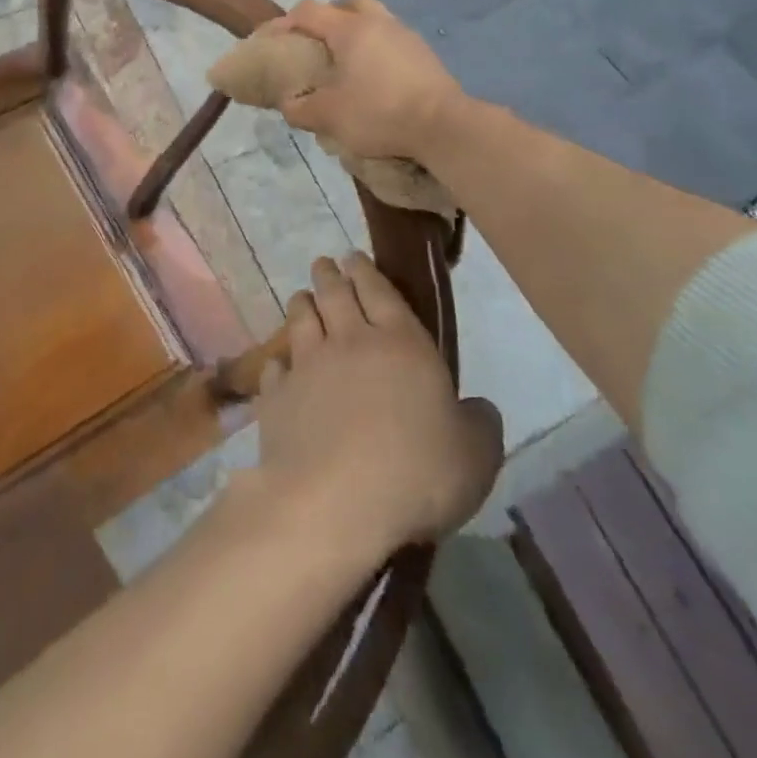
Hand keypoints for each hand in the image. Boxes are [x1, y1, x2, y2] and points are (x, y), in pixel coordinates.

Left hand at [252, 253, 502, 564]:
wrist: (335, 499)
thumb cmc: (416, 472)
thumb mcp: (475, 456)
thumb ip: (479, 425)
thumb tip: (478, 407)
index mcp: (401, 343)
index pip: (379, 291)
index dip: (366, 271)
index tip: (354, 258)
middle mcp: (349, 341)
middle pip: (334, 294)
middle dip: (329, 275)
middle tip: (325, 265)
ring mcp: (308, 365)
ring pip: (301, 320)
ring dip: (302, 304)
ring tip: (302, 297)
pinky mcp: (277, 395)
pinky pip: (277, 368)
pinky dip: (280, 362)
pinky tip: (281, 365)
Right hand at [271, 0, 467, 165]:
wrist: (445, 127)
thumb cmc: (379, 113)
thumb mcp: (328, 116)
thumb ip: (300, 108)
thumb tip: (289, 103)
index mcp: (350, 29)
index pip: (308, 11)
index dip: (283, 23)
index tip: (268, 41)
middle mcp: (379, 23)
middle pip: (348, 3)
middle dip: (327, 17)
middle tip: (315, 42)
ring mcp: (406, 37)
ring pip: (374, 20)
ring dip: (355, 34)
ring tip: (344, 63)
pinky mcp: (425, 56)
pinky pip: (391, 41)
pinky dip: (375, 51)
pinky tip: (372, 78)